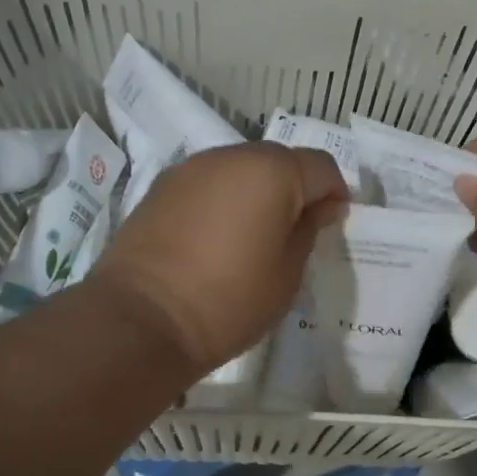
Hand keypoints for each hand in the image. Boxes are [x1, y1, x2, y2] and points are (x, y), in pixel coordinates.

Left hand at [88, 143, 347, 378]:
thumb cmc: (230, 299)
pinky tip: (215, 238)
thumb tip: (320, 206)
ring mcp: (192, 168)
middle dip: (294, 190)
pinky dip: (222, 200)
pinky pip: (209, 184)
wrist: (141, 319)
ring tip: (251, 237)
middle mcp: (232, 156)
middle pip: (280, 161)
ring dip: (256, 193)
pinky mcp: (162, 186)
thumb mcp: (288, 273)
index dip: (335, 194)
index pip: (322, 167)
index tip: (331, 225)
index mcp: (272, 171)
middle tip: (292, 234)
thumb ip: (309, 230)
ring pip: (241, 169)